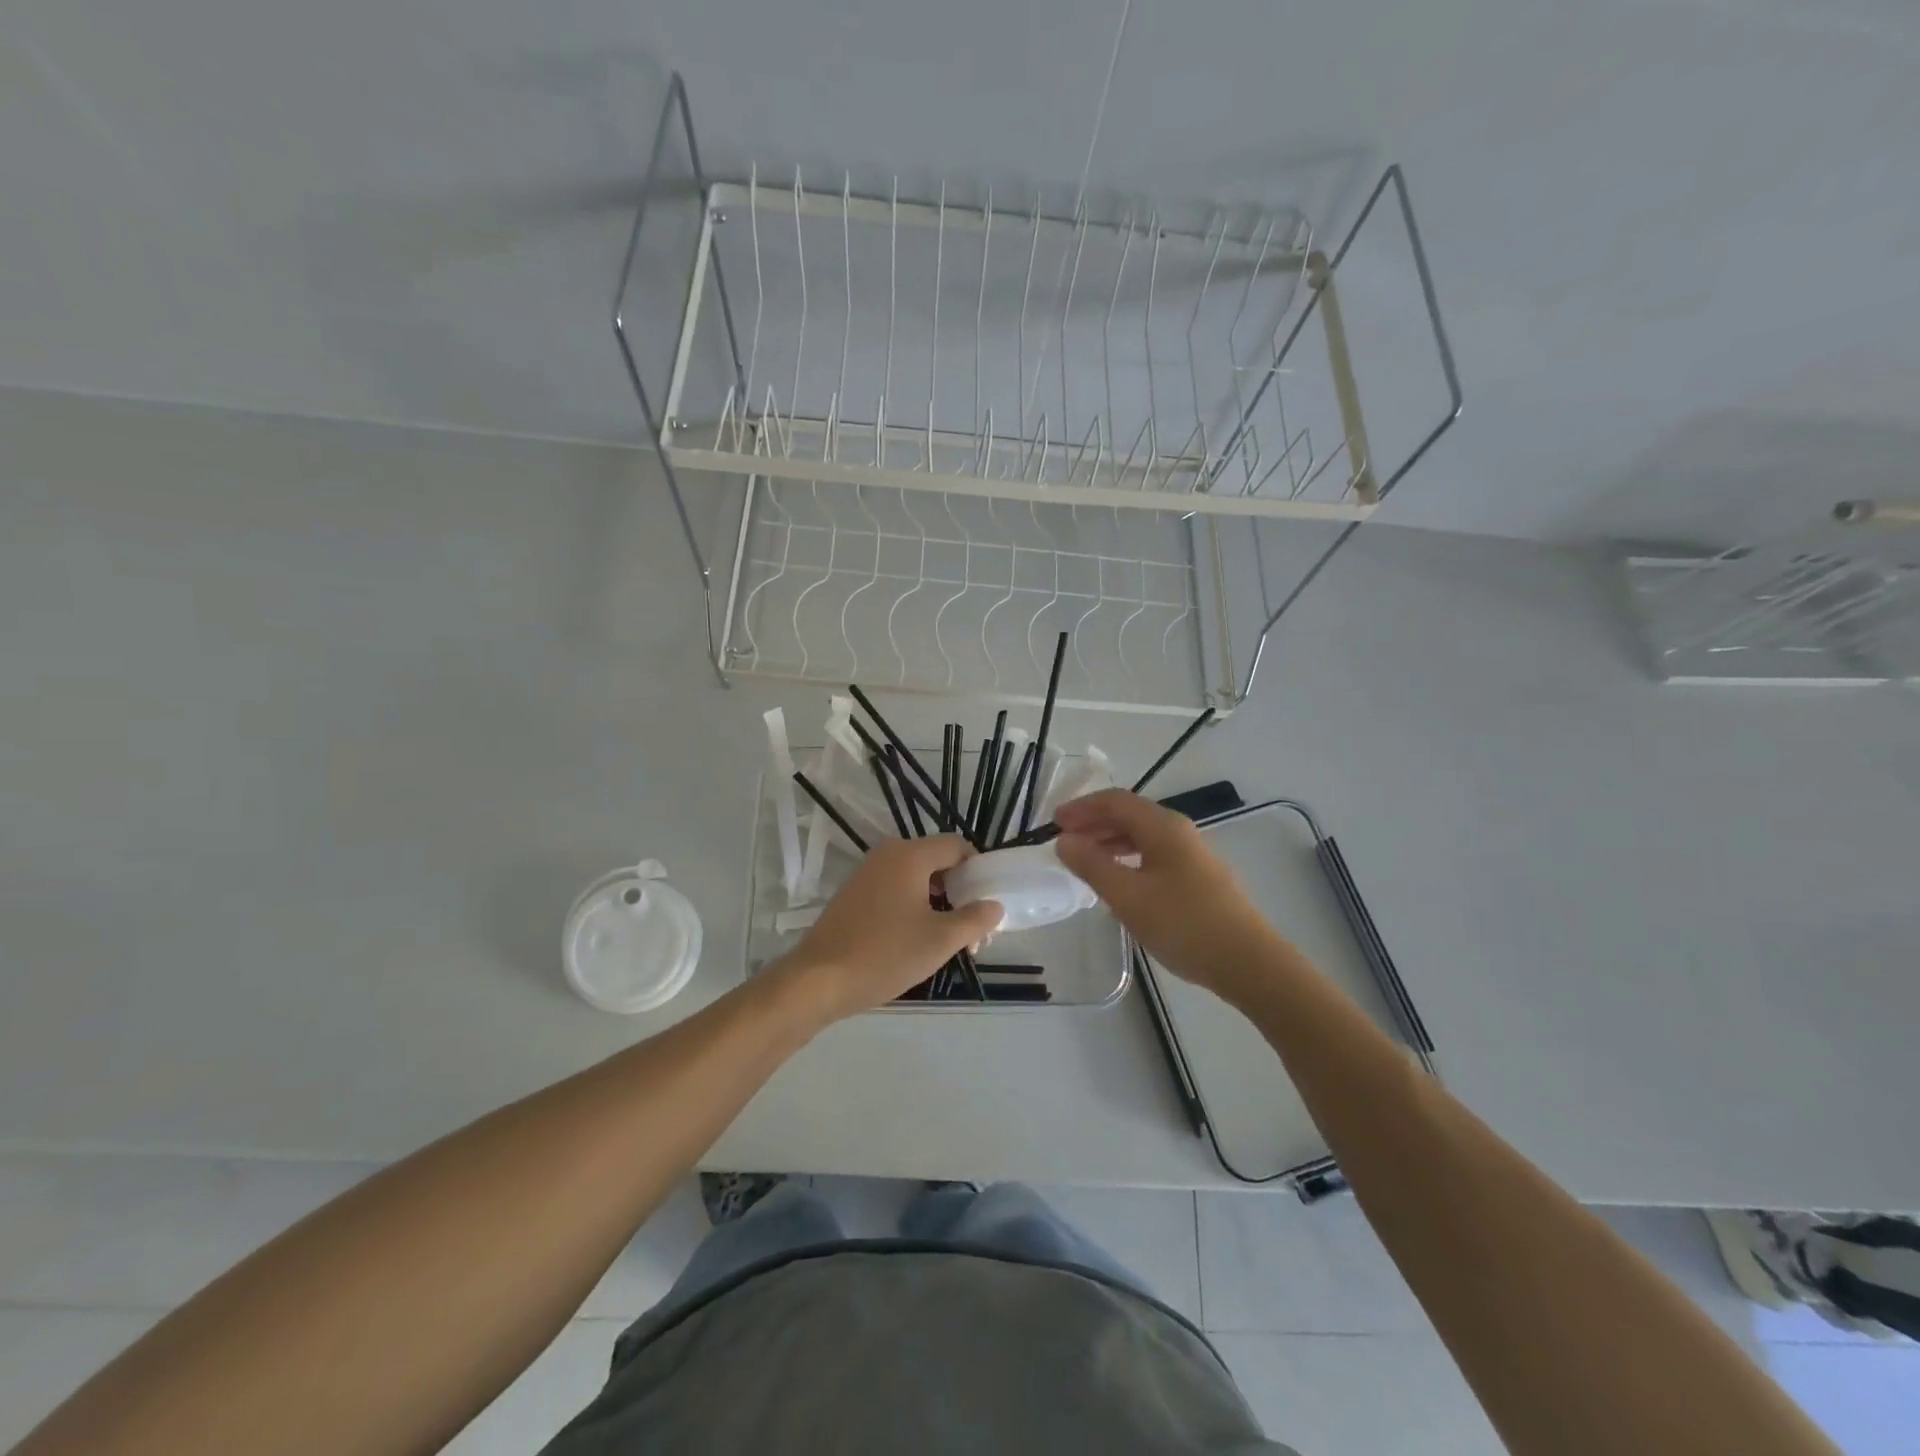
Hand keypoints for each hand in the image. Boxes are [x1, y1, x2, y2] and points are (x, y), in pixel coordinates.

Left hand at [781, 835, 1002, 1019]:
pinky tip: (916, 940)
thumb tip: (995, 906)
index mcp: (910, 855)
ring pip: (916, 878)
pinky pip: (895, 889)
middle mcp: (888, 854)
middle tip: (973, 930)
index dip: (978, 870)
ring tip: (949, 941)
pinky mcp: (854, 894)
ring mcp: (867, 873)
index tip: (987, 903)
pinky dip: (913, 907)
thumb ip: (975, 919)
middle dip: (960, 892)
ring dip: (939, 903)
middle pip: (937, 861)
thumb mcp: (940, 940)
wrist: (819, 979)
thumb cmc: (886, 954)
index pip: (957, 846)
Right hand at [1054, 789, 1275, 996]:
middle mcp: (1179, 831)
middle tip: (1064, 842)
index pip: (1115, 801)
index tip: (1053, 823)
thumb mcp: (1128, 896)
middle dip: (1094, 824)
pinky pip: (1154, 855)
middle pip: (1130, 815)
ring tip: (1085, 861)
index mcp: (1162, 826)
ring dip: (1110, 842)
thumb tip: (1064, 841)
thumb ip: (1092, 865)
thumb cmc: (1183, 924)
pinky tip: (1119, 883)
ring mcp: (1193, 854)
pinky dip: (1128, 859)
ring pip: (1143, 836)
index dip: (1081, 808)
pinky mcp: (1199, 878)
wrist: (1248, 962)